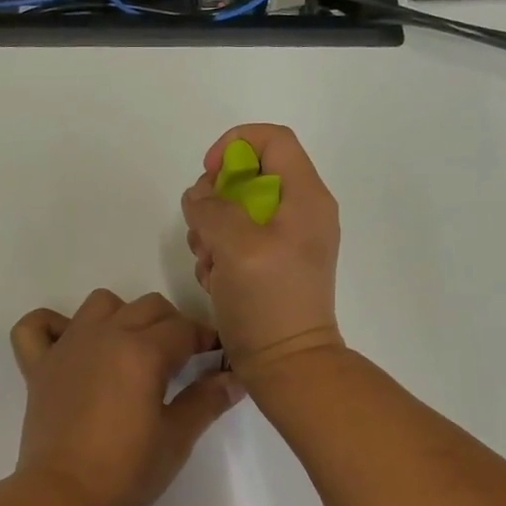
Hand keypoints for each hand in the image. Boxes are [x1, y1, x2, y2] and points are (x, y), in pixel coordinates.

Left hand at [10, 290, 243, 505]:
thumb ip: (207, 400)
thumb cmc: (126, 471)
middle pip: (148, 307)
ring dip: (122, 316)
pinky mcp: (38, 366)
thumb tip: (235, 379)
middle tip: (181, 360)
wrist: (63, 498)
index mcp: (142, 351)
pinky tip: (69, 345)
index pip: (184, 328)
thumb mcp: (177, 438)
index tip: (216, 357)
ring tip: (131, 350)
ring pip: (100, 303)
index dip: (206, 339)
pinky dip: (52, 326)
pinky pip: (36, 326)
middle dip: (172, 325)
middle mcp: (105, 335)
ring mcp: (67, 346)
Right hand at [182, 124, 344, 379]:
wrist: (288, 366)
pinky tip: (214, 280)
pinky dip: (219, 253)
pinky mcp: (271, 265)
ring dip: (211, 230)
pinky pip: (238, 240)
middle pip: (250, 174)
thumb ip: (212, 208)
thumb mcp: (236, 245)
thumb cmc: (268, 301)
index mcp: (306, 197)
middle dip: (215, 198)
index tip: (208, 175)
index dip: (235, 145)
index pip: (273, 139)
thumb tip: (200, 198)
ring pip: (237, 209)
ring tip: (208, 262)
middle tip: (202, 229)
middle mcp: (301, 212)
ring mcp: (287, 240)